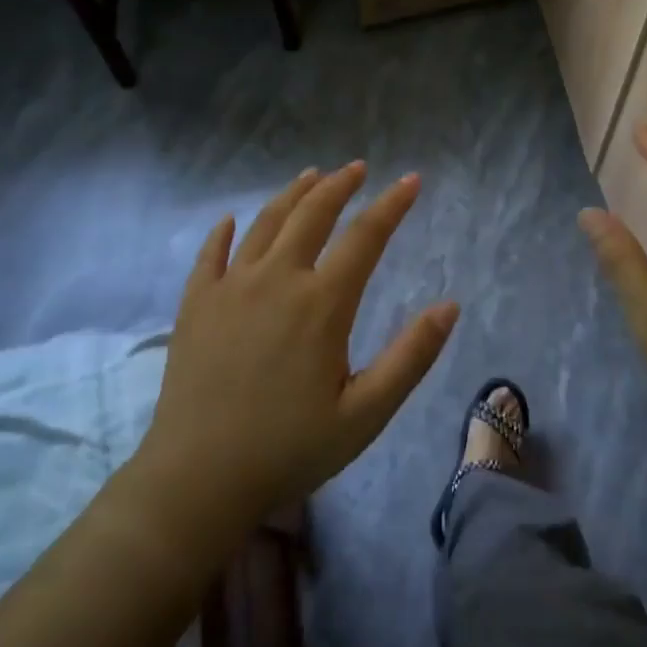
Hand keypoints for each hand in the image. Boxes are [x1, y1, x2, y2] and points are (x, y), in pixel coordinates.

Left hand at [139, 162, 459, 527]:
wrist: (198, 478)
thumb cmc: (290, 448)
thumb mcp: (367, 414)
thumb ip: (411, 357)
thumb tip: (450, 306)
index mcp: (322, 303)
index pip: (365, 237)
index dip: (392, 204)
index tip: (412, 180)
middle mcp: (276, 279)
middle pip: (312, 214)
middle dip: (339, 185)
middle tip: (358, 168)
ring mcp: (230, 287)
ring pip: (265, 223)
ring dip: (292, 194)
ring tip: (311, 175)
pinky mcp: (196, 304)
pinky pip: (211, 253)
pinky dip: (224, 231)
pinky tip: (231, 220)